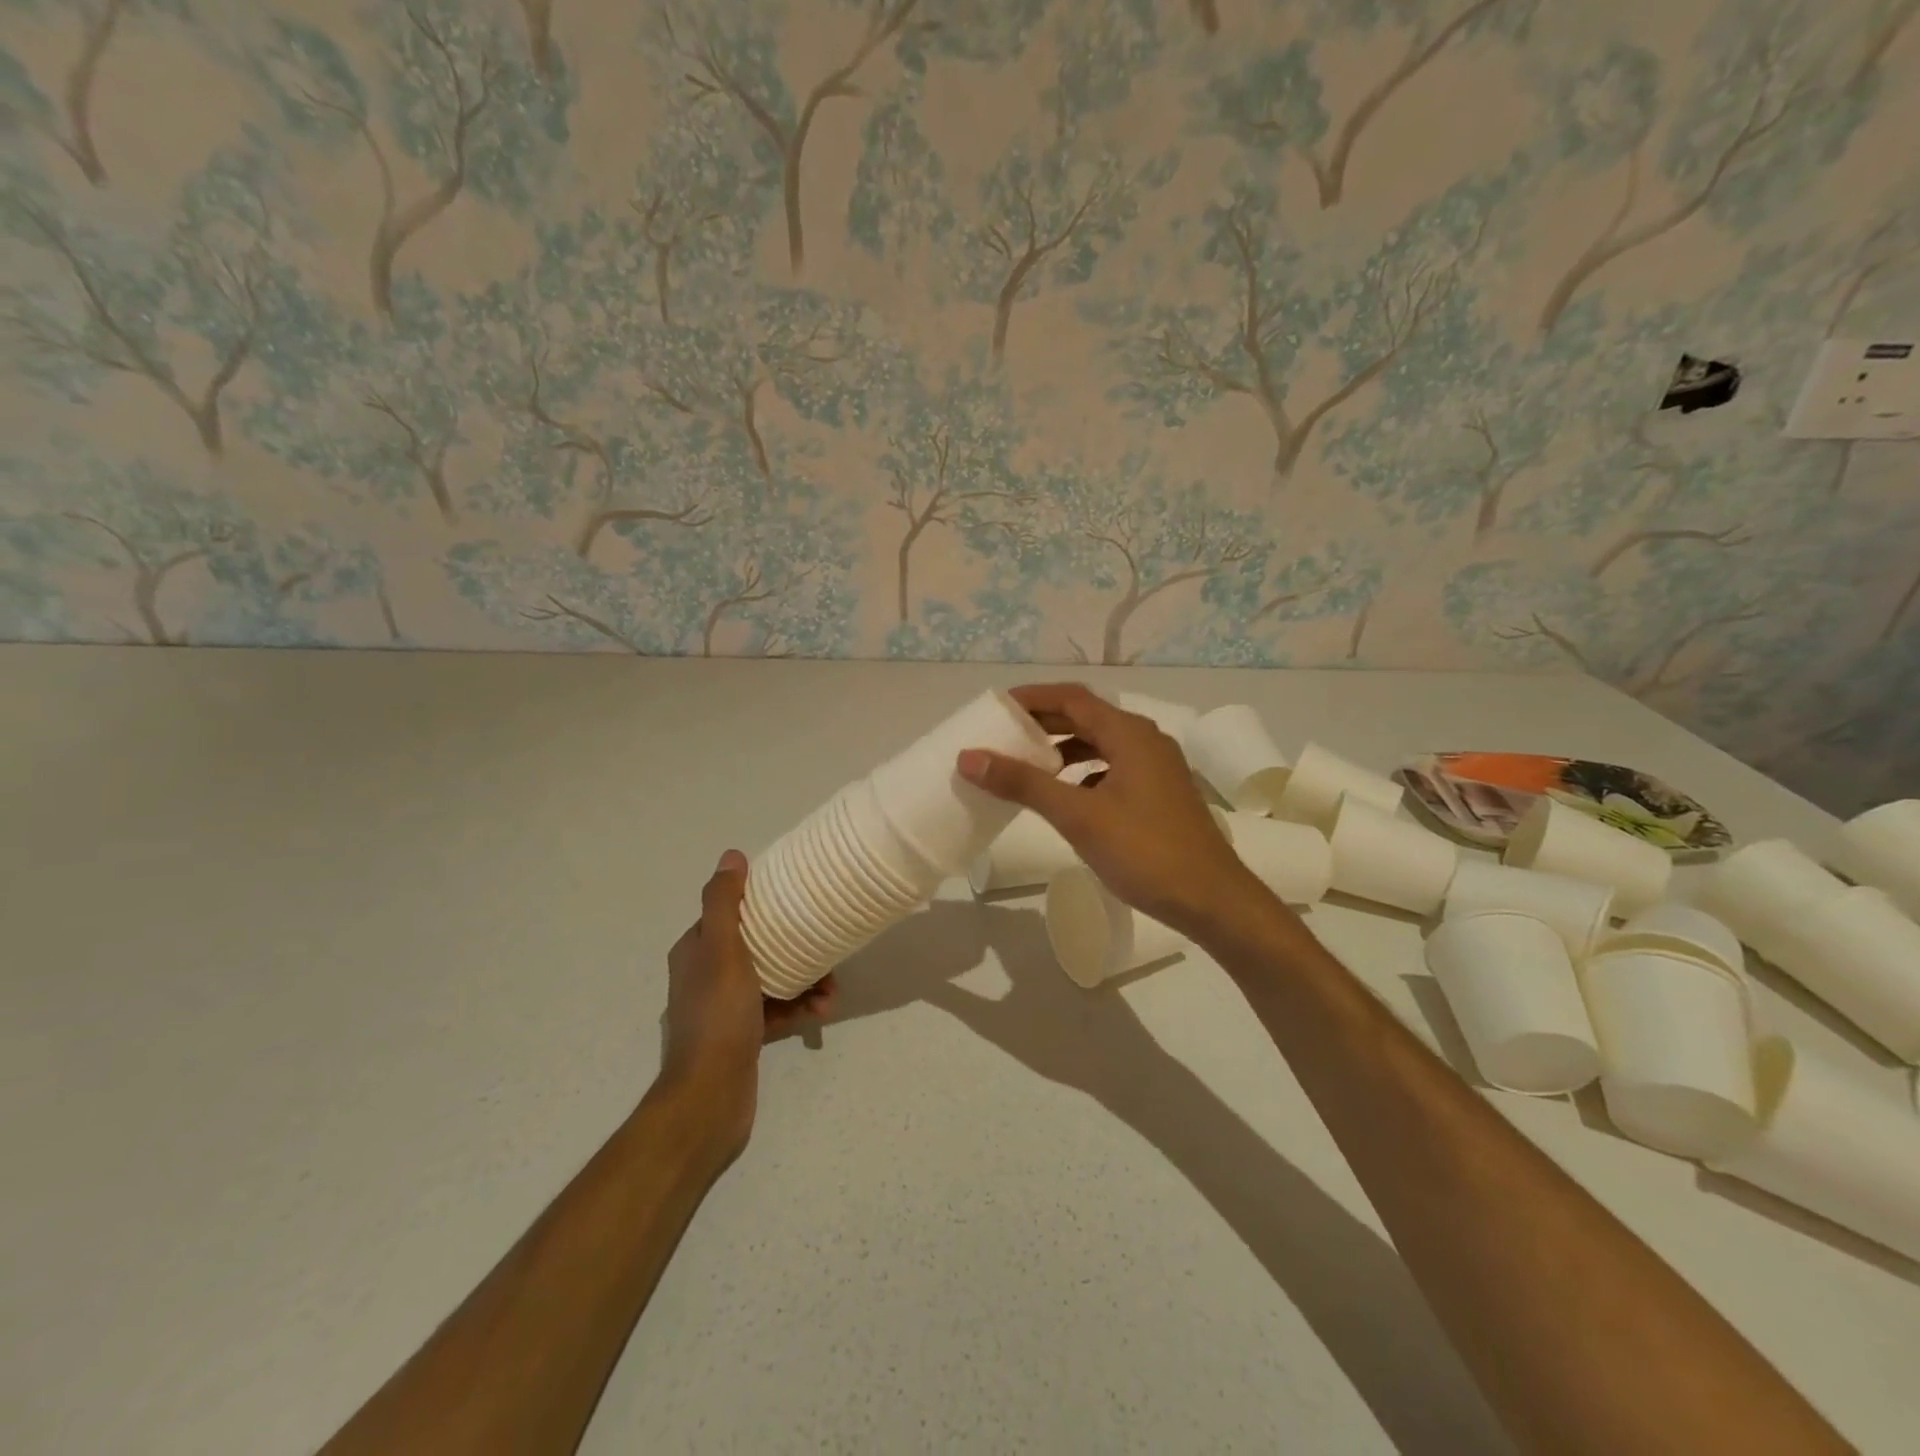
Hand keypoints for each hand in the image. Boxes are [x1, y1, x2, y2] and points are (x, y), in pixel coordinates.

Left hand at [659, 850, 834, 1150]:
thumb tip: (732, 856)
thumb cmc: (718, 1015)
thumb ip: (724, 903)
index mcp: (695, 951)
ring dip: (804, 978)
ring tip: (831, 986)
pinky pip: (777, 1009)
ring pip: (772, 978)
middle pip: (756, 945)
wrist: (711, 1096)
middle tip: (824, 946)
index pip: (729, 913)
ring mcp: (725, 1009)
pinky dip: (800, 1006)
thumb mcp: (722, 950)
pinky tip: (822, 1009)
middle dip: (793, 943)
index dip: (761, 903)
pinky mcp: (743, 1035)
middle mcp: (706, 976)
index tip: (794, 898)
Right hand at [956, 683, 1266, 936]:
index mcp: (1129, 734)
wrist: (1212, 900)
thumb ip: (1023, 783)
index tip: (995, 708)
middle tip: (1003, 734)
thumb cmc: (1145, 851)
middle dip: (1044, 723)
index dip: (1032, 698)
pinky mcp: (1160, 793)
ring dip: (1064, 748)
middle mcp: (1146, 740)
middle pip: (1087, 717)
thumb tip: (970, 757)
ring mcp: (1157, 767)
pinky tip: (1066, 795)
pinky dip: (1084, 771)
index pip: (1072, 697)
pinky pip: (1113, 767)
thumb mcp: (1078, 816)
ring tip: (1027, 763)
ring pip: (1101, 744)